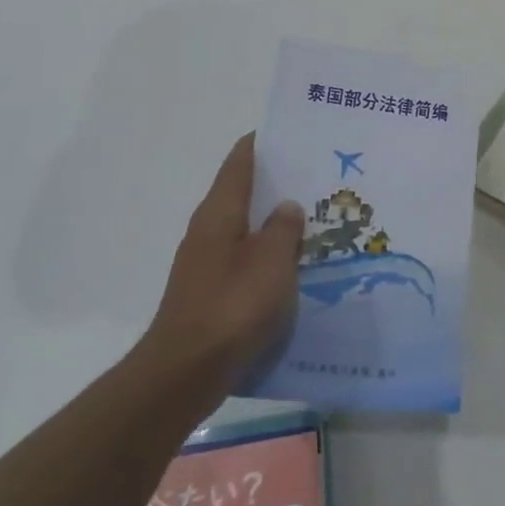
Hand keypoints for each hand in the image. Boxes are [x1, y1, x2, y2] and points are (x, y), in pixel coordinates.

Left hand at [138, 134, 305, 400]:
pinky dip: (269, 253)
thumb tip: (287, 206)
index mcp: (220, 212)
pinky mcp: (211, 292)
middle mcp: (208, 230)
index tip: (293, 133)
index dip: (263, 143)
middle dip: (277, 182)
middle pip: (243, 192)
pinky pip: (246, 259)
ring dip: (275, 221)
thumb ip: (284, 229)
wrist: (186, 372)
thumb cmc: (232, 306)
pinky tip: (295, 264)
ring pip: (247, 228)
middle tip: (318, 176)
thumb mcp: (271, 261)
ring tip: (315, 218)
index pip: (240, 161)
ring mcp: (207, 262)